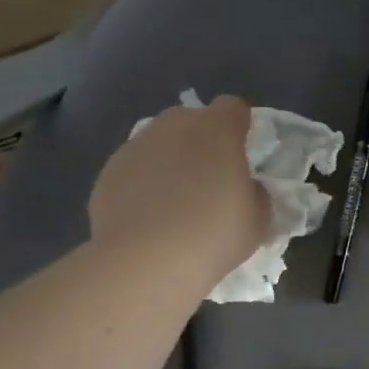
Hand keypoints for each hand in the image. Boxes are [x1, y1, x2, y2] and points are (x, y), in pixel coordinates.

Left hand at [89, 96, 268, 293]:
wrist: (145, 260)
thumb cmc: (214, 235)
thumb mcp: (258, 220)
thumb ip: (257, 194)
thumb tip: (246, 187)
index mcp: (217, 131)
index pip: (234, 108)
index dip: (240, 127)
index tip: (243, 153)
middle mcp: (174, 126)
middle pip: (193, 120)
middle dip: (203, 141)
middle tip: (210, 180)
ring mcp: (136, 145)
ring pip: (160, 142)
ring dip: (171, 161)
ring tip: (176, 201)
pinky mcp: (109, 171)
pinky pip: (136, 168)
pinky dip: (144, 183)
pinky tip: (149, 216)